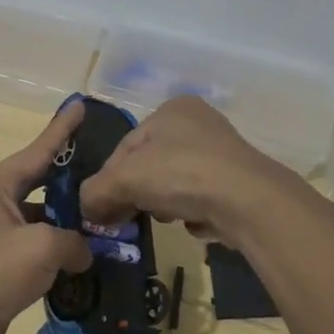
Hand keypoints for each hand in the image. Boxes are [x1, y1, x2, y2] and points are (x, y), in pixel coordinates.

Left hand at [0, 102, 93, 333]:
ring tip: (105, 218)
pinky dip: (59, 251)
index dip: (62, 130)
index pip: (38, 150)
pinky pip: (36, 247)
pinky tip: (86, 257)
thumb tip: (84, 252)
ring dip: (69, 222)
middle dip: (72, 179)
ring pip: (41, 219)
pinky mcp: (0, 264)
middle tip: (104, 168)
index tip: (81, 105)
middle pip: (41, 183)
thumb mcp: (42, 246)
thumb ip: (74, 241)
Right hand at [79, 95, 292, 245]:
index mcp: (171, 109)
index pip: (126, 146)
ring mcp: (222, 153)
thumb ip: (96, 192)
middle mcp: (199, 123)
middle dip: (138, 193)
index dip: (109, 179)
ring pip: (175, 183)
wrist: (248, 201)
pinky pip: (202, 199)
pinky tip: (196, 223)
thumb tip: (85, 209)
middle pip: (150, 165)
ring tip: (168, 219)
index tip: (102, 208)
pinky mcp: (239, 182)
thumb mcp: (125, 179)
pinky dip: (194, 212)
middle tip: (129, 217)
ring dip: (165, 204)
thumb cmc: (181, 174)